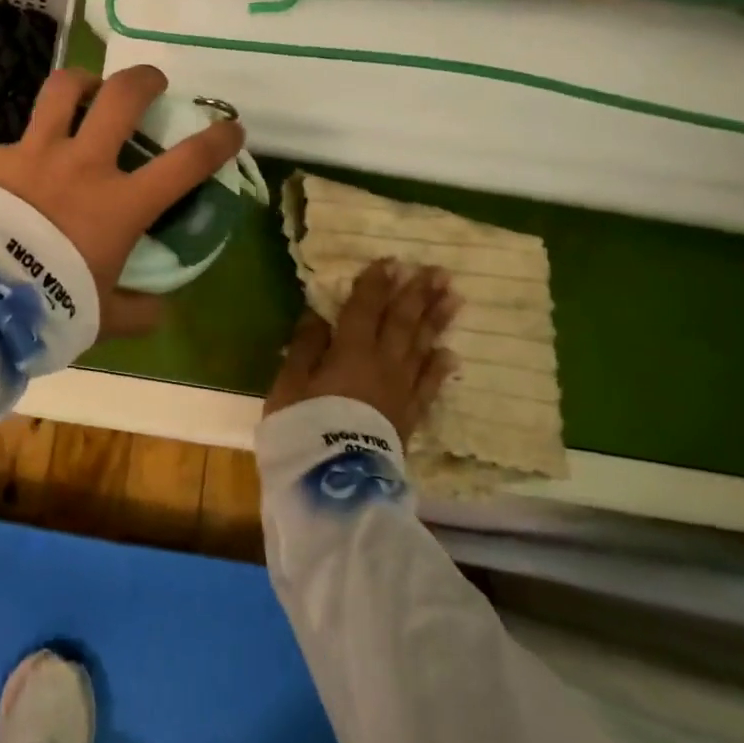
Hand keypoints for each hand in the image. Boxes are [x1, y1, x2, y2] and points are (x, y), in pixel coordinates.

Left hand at [0, 65, 245, 339]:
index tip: (231, 128)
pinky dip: (26, 148)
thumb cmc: (49, 305)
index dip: (217, 140)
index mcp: (120, 204)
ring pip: (64, 90)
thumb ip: (138, 310)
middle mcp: (83, 165)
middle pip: (123, 97)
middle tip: (152, 84)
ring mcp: (36, 154)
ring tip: (88, 90)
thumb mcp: (103, 316)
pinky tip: (21, 168)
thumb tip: (160, 308)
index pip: (186, 162)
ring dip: (84, 82)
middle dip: (146, 80)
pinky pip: (15, 139)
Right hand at [265, 261, 458, 444]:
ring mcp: (401, 389)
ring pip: (422, 347)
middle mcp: (383, 363)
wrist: (336, 480)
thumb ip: (306, 346)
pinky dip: (440, 367)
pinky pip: (429, 385)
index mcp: (350, 350)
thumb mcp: (290, 383)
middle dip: (417, 294)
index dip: (377, 284)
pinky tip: (450, 353)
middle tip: (437, 271)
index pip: (366, 309)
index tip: (392, 261)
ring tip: (453, 297)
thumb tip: (317, 313)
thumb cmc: (304, 426)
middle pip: (402, 322)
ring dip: (436, 320)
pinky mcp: (409, 415)